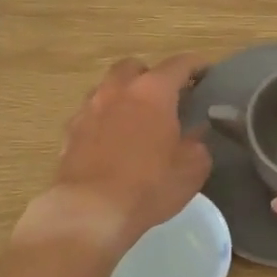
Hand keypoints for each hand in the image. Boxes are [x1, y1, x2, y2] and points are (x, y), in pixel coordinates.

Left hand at [19, 54, 212, 254]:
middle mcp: (118, 90)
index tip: (206, 72)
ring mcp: (89, 108)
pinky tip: (111, 141)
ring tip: (135, 118)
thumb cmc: (148, 186)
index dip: (196, 65)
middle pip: (134, 67)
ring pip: (108, 88)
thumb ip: (197, 144)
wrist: (90, 211)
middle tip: (164, 97)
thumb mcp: (191, 169)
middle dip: (150, 76)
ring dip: (123, 96)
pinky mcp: (69, 131)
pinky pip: (91, 114)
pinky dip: (104, 119)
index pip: (179, 64)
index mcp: (153, 91)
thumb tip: (195, 135)